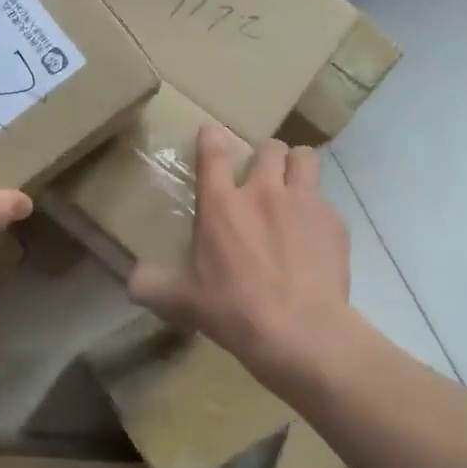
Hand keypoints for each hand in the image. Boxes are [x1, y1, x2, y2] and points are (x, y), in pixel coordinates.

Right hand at [127, 126, 353, 384]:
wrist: (300, 332)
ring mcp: (304, 204)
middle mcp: (263, 192)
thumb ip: (149, 284)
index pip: (214, 151)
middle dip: (263, 154)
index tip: (212, 135)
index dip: (212, 137)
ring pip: (304, 157)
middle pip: (269, 147)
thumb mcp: (178, 300)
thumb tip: (131, 279)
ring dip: (295, 165)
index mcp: (221, 205)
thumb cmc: (232, 309)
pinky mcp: (334, 223)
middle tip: (258, 175)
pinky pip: (326, 200)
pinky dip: (317, 210)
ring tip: (291, 185)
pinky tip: (312, 235)